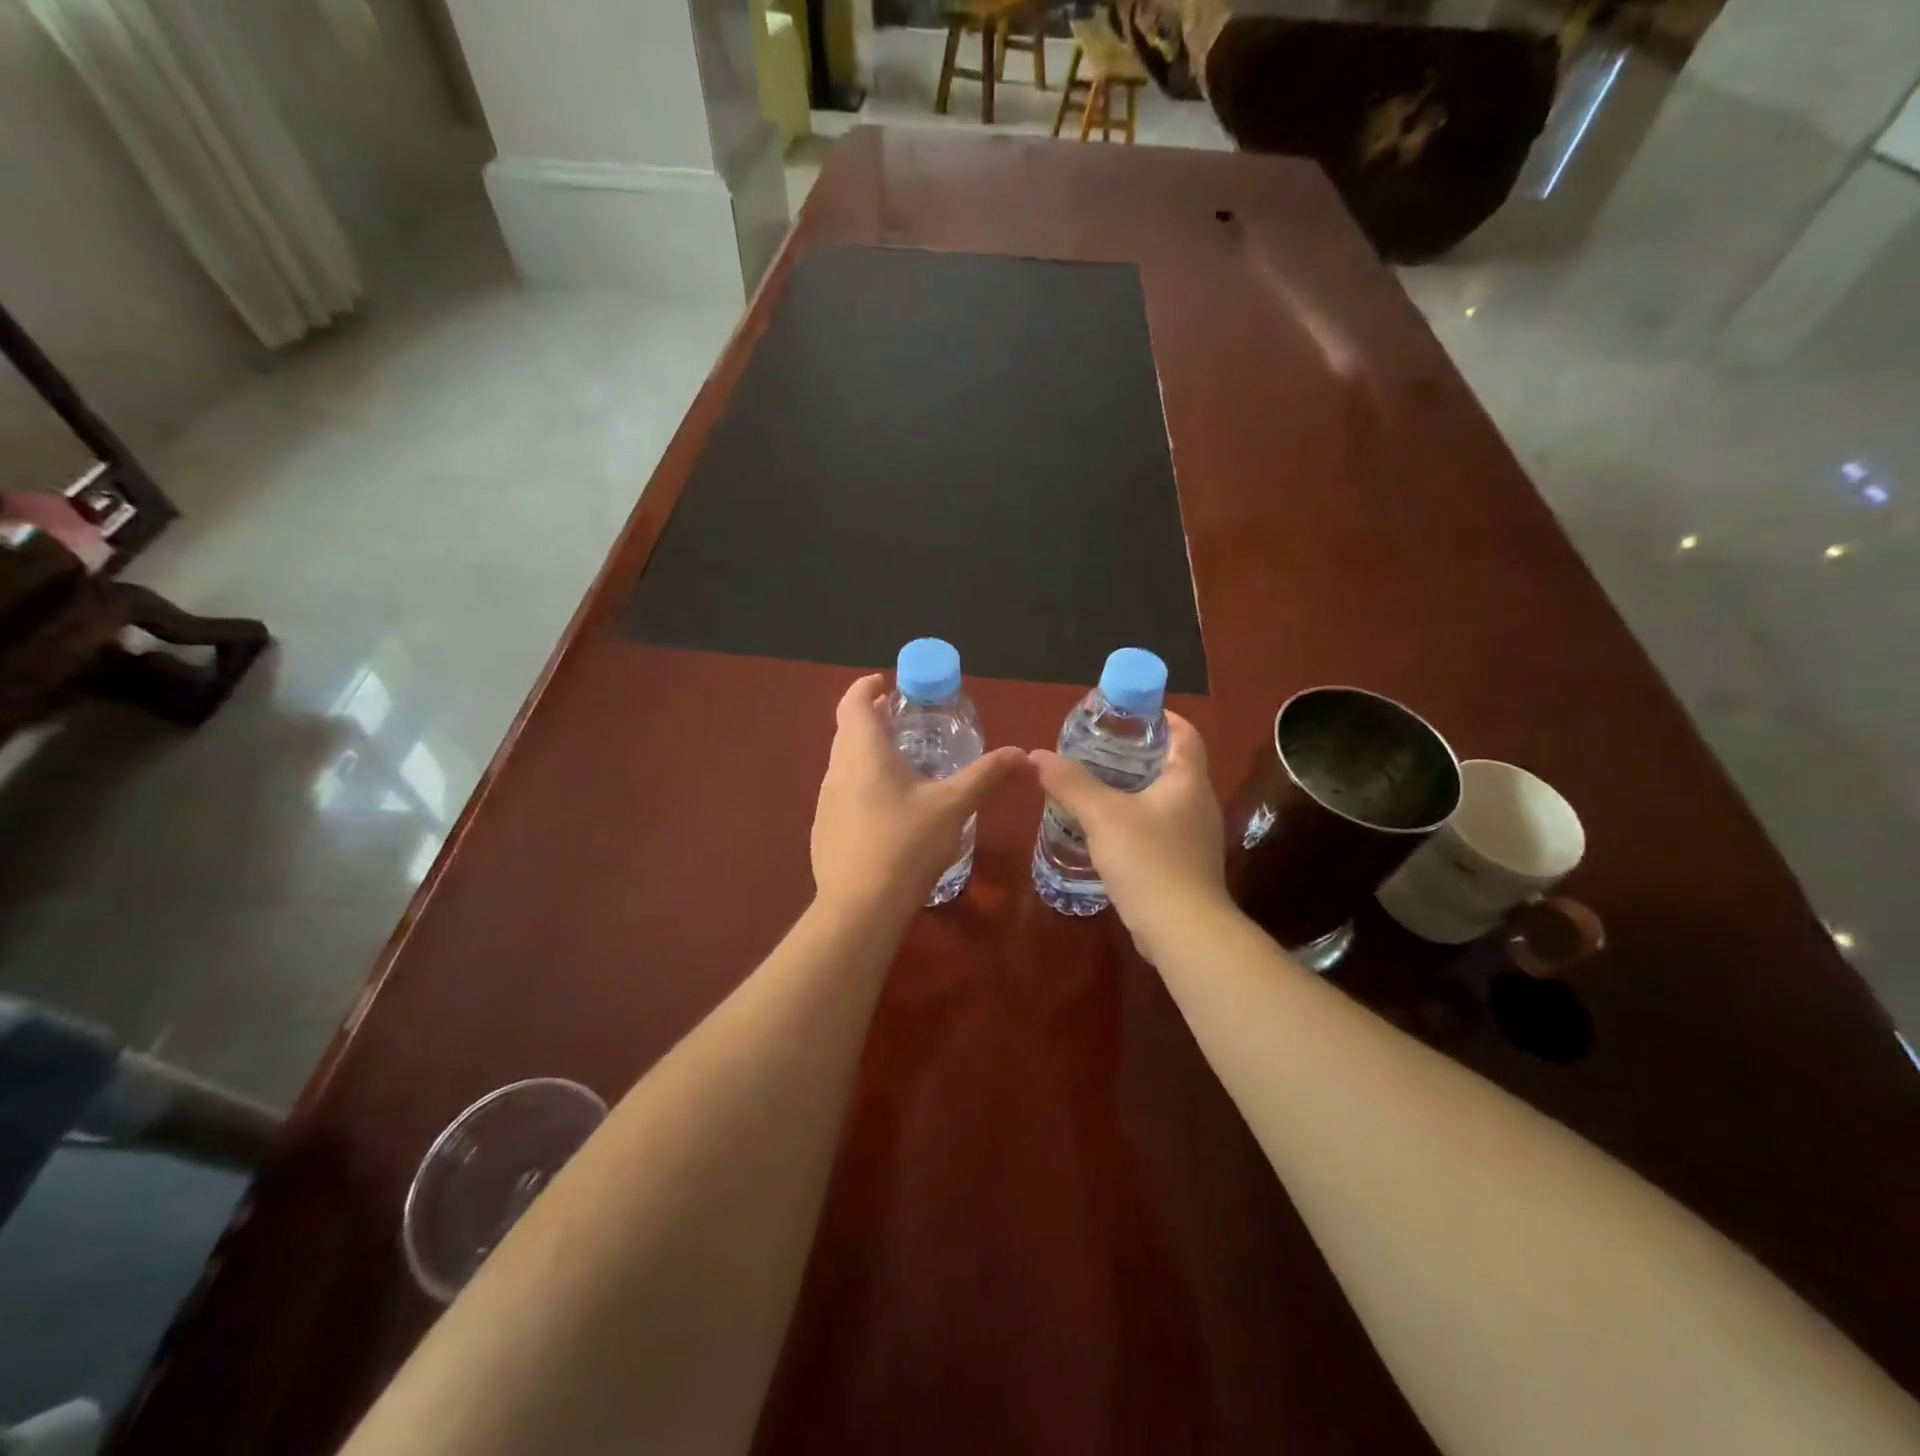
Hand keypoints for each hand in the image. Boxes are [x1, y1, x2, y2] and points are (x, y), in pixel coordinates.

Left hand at [812, 673, 1027, 917]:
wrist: (861, 907)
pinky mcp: (823, 830)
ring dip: (866, 753)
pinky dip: (861, 785)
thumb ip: (986, 775)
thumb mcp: (953, 806)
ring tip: (900, 763)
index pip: (853, 702)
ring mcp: (825, 801)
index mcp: (864, 752)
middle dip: (870, 718)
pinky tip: (886, 811)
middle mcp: (838, 769)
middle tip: (902, 720)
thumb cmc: (907, 844)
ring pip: (843, 763)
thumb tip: (1021, 753)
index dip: (866, 687)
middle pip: (847, 730)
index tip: (885, 684)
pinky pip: (842, 793)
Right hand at [1029, 712, 1231, 962]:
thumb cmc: (1148, 860)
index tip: (1126, 714)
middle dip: (1137, 753)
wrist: (1182, 931)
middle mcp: (1199, 804)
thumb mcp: (1102, 815)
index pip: (1185, 733)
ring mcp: (1195, 837)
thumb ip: (1070, 783)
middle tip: (1098, 749)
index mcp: (1188, 781)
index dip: (1160, 717)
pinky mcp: (1185, 865)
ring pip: (1164, 799)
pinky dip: (1135, 820)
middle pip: (1172, 765)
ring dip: (1133, 789)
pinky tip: (1106, 831)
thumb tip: (1038, 755)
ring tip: (1095, 787)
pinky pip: (1159, 829)